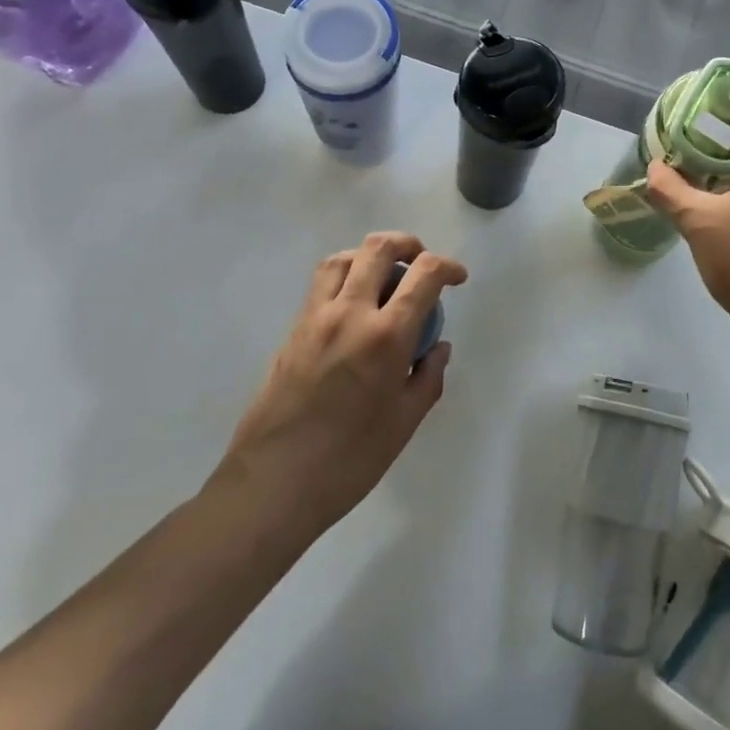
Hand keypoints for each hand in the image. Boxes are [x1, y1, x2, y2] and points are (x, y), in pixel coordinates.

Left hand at [218, 232, 465, 536]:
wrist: (273, 484)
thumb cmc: (348, 461)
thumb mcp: (404, 423)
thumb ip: (428, 377)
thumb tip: (437, 346)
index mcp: (385, 336)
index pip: (424, 275)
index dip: (447, 267)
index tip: (457, 278)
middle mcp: (349, 313)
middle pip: (378, 248)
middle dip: (408, 245)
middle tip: (421, 264)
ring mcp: (316, 317)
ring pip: (344, 258)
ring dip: (370, 256)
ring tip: (385, 278)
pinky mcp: (293, 329)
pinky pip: (322, 284)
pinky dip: (346, 276)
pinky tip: (355, 306)